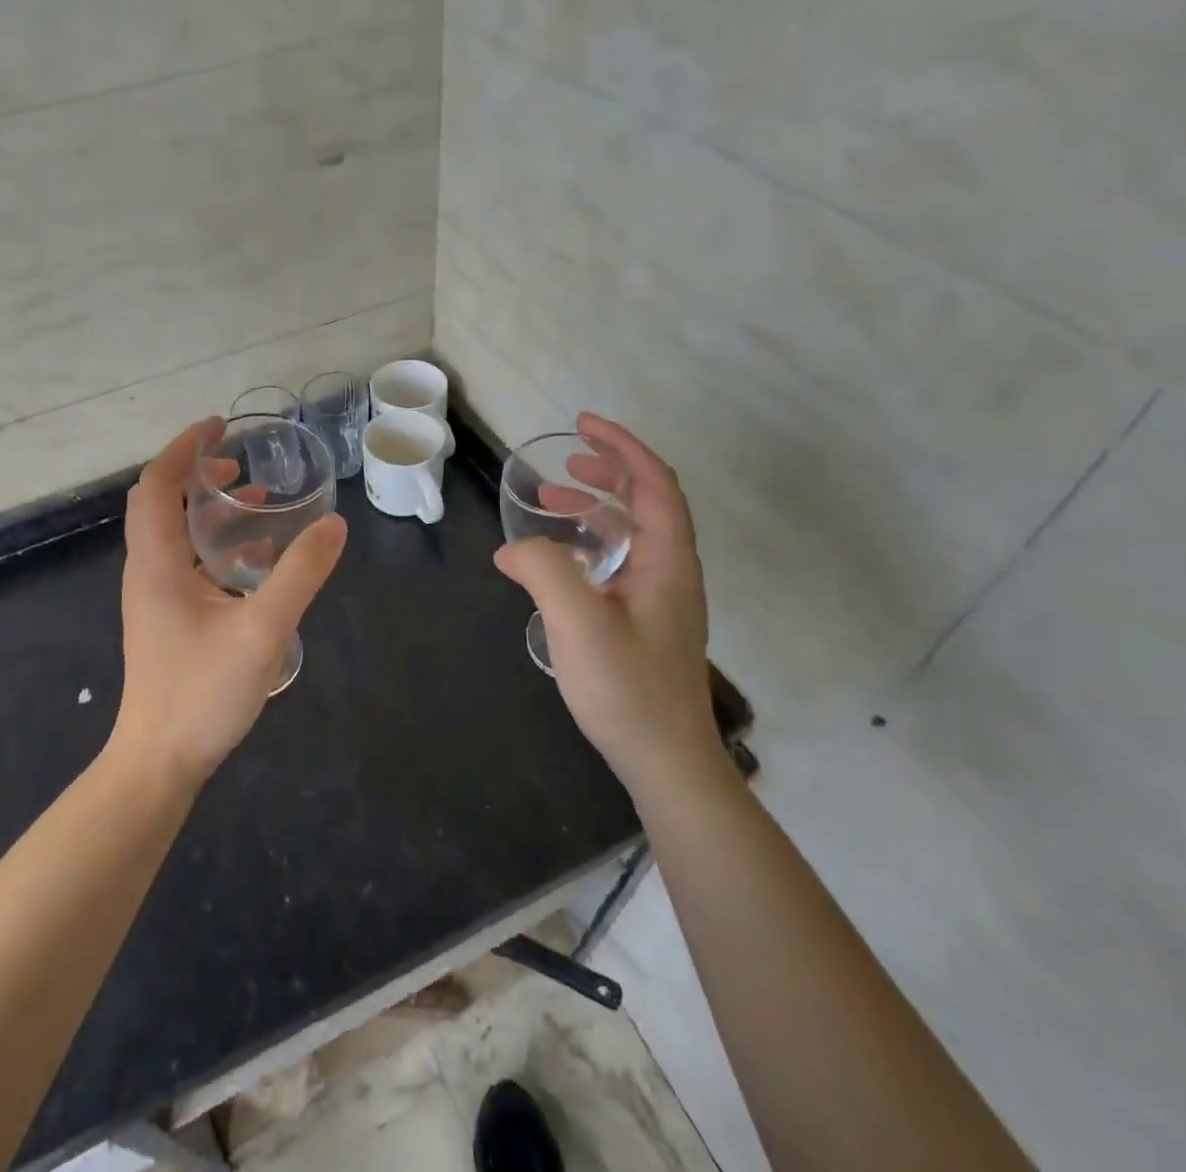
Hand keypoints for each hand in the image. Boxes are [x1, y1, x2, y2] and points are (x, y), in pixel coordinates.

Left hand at [112, 417, 348, 789]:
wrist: (159, 763)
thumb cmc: (202, 693)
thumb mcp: (262, 629)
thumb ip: (300, 575)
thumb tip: (334, 525)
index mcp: (157, 562)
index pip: (158, 485)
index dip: (183, 448)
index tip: (218, 426)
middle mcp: (148, 571)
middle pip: (162, 504)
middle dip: (197, 474)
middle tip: (240, 463)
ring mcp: (156, 598)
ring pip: (176, 535)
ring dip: (209, 510)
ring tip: (255, 500)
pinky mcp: (168, 620)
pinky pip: (189, 564)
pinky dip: (217, 546)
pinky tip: (257, 558)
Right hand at [494, 413, 716, 792]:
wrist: (665, 760)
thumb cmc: (627, 687)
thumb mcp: (576, 621)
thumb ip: (544, 571)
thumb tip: (514, 549)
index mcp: (667, 560)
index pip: (654, 483)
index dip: (621, 446)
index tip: (583, 426)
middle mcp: (671, 571)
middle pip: (647, 502)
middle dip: (607, 472)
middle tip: (565, 462)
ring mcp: (661, 598)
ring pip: (631, 534)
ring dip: (594, 509)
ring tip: (550, 503)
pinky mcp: (646, 621)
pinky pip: (619, 563)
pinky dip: (589, 546)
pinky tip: (555, 563)